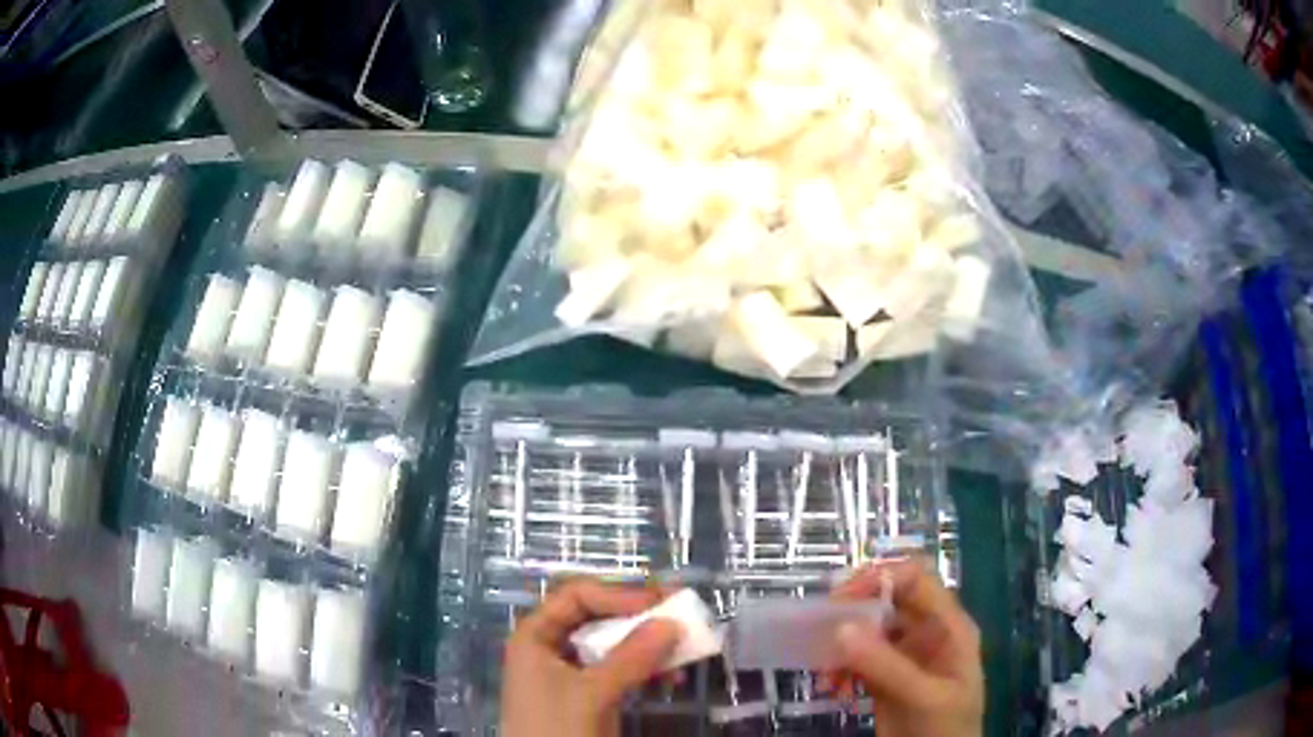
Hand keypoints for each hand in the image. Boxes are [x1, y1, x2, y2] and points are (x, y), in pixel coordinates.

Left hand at [501, 579, 682, 736]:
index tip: (660, 603)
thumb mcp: (591, 693)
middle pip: (596, 618)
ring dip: (649, 646)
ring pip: (613, 645)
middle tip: (680, 614)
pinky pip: (620, 670)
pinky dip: (646, 670)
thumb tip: (672, 622)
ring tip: (684, 650)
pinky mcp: (589, 695)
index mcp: (535, 636)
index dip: (617, 595)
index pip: (576, 597)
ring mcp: (571, 673)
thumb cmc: (556, 729)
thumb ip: (630, 658)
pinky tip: (672, 677)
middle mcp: (550, 648)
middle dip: (639, 618)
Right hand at [826, 558, 983, 736]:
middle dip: (854, 612)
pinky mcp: (885, 678)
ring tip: (825, 668)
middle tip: (821, 627)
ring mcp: (905, 657)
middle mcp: (927, 633)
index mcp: (948, 626)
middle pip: (889, 601)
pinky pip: (859, 660)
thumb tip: (841, 627)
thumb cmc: (946, 726)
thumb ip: (886, 665)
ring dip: (843, 644)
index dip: (882, 578)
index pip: (916, 580)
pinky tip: (832, 686)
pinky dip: (841, 668)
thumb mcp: (923, 696)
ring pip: (870, 631)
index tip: (842, 597)